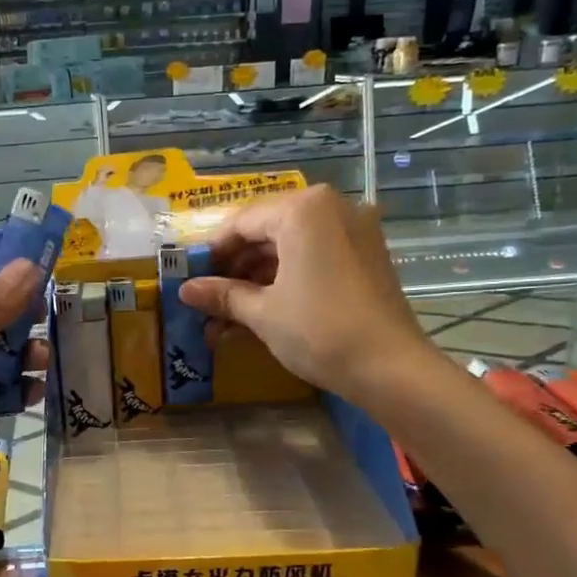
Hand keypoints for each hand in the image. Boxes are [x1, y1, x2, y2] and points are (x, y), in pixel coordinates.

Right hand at [179, 186, 432, 400]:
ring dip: (258, 277)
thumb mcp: (263, 313)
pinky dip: (288, 278)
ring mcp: (354, 230)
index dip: (212, 252)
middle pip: (268, 230)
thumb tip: (186, 290)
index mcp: (303, 210)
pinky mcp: (366, 254)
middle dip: (236, 267)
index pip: (242, 222)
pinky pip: (315, 255)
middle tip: (209, 297)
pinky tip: (262, 309)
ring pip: (291, 245)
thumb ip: (224, 295)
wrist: (391, 368)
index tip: (191, 278)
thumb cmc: (319, 331)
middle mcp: (331, 207)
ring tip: (229, 313)